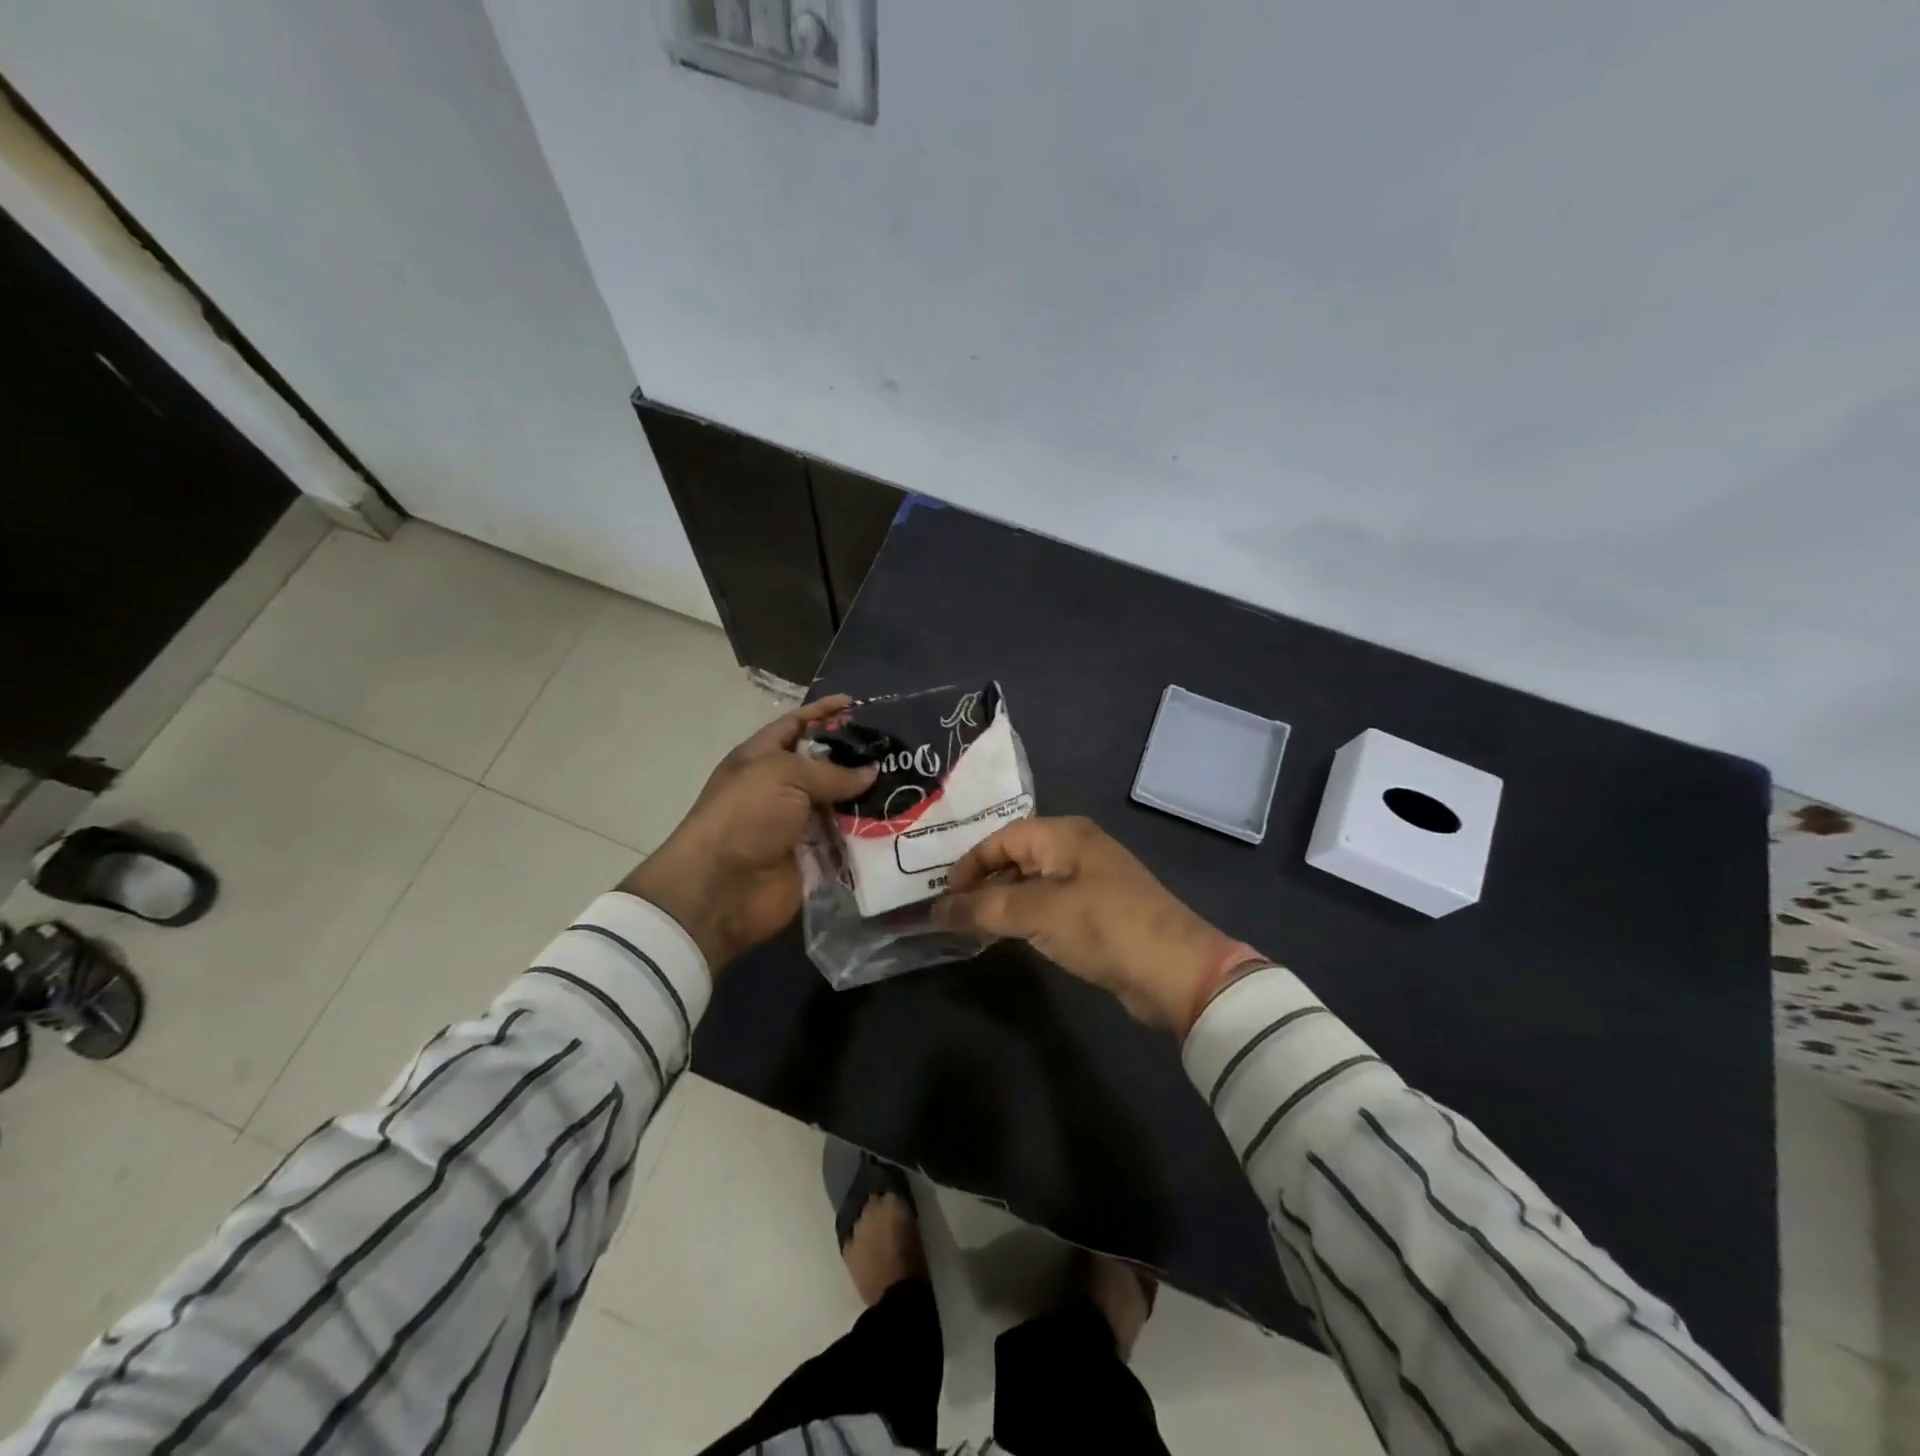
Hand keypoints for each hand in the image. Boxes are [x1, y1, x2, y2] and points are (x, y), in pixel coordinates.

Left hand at [621, 696, 876, 971]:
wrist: (722, 888)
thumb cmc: (746, 816)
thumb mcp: (785, 776)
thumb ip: (832, 772)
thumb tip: (872, 773)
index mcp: (762, 758)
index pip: (795, 725)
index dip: (822, 712)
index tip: (857, 703)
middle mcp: (780, 788)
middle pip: (824, 765)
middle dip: (857, 757)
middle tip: (899, 749)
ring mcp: (797, 824)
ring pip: (840, 804)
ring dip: (869, 797)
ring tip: (909, 783)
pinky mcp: (814, 857)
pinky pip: (847, 840)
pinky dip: (869, 833)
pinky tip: (901, 822)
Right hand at [935, 816, 1241, 1035]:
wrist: (1174, 971)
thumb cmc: (1102, 926)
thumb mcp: (1036, 913)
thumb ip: (982, 908)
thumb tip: (936, 909)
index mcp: (1063, 834)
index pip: (1002, 838)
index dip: (969, 864)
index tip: (944, 896)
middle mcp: (1076, 849)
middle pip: (1016, 857)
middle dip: (983, 883)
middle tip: (951, 912)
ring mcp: (1090, 880)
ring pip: (1032, 883)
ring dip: (1002, 902)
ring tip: (972, 926)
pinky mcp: (1099, 912)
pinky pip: (1049, 905)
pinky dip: (1026, 917)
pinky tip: (1009, 936)